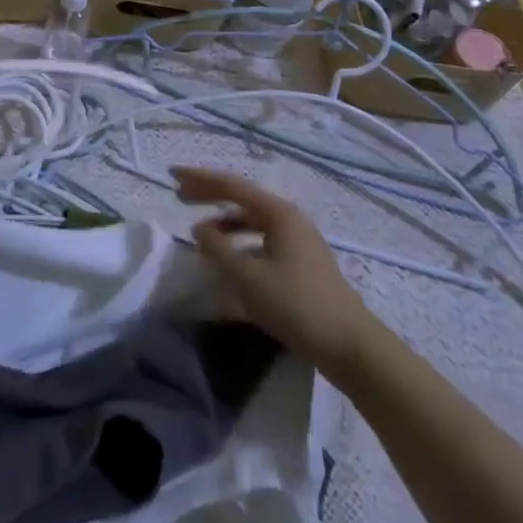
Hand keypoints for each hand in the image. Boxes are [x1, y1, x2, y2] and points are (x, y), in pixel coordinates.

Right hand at [173, 167, 380, 371]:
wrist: (351, 347)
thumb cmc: (297, 305)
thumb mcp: (249, 278)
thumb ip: (218, 250)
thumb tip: (199, 229)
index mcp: (278, 213)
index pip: (231, 185)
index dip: (199, 179)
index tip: (172, 174)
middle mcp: (289, 219)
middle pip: (242, 199)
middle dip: (210, 195)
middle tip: (179, 195)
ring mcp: (299, 242)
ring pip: (253, 221)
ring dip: (225, 222)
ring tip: (201, 232)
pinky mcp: (302, 265)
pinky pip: (263, 241)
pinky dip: (241, 243)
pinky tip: (229, 260)